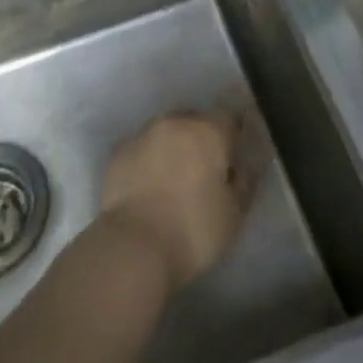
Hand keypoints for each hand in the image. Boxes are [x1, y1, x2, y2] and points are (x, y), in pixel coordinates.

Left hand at [100, 113, 251, 289]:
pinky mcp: (119, 151)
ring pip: (166, 131)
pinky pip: (142, 147)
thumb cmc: (193, 230)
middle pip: (195, 120)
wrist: (133, 246)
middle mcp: (176, 121)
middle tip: (204, 170)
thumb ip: (244, 183)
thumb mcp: (233, 214)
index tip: (234, 155)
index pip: (229, 117)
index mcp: (209, 131)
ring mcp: (143, 133)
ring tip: (173, 178)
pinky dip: (149, 158)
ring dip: (173, 146)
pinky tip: (148, 184)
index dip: (233, 135)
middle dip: (202, 139)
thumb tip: (241, 167)